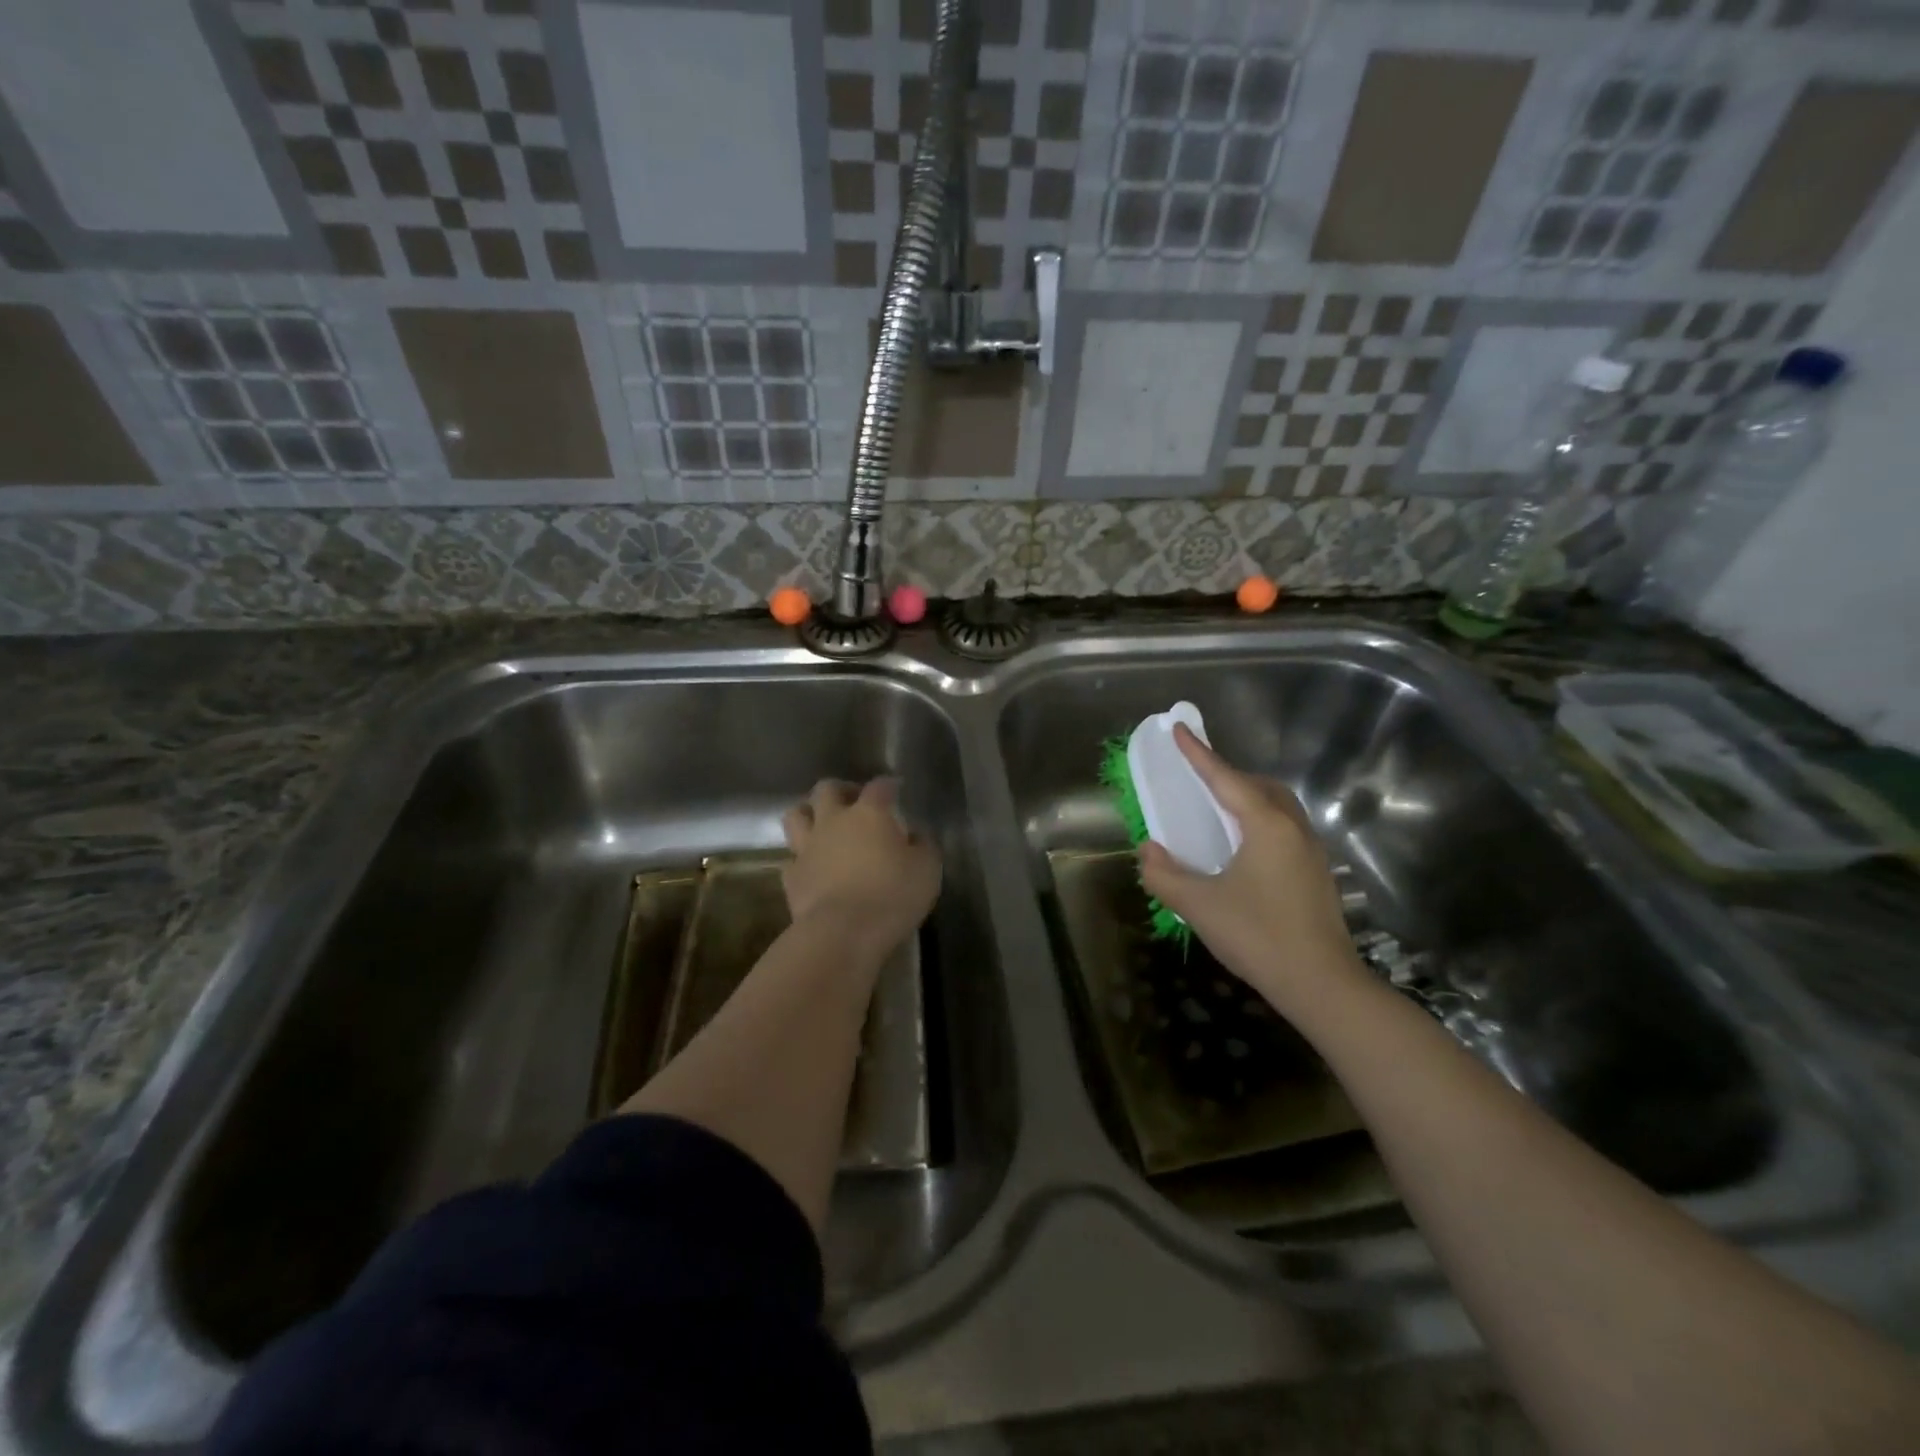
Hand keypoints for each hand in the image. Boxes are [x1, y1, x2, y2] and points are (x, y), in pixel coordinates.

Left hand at [781, 779, 940, 961]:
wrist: (842, 933)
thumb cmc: (891, 896)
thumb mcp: (927, 870)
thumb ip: (923, 846)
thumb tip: (917, 835)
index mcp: (869, 814)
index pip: (879, 787)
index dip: (889, 785)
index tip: (896, 789)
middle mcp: (834, 821)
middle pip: (827, 789)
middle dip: (840, 790)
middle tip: (853, 801)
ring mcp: (807, 847)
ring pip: (796, 815)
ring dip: (808, 814)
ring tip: (821, 824)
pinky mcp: (791, 876)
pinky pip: (791, 858)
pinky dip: (800, 859)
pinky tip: (811, 867)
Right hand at [1138, 725, 1362, 1012]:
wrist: (1322, 985)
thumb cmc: (1258, 936)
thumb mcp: (1198, 905)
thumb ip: (1164, 874)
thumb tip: (1147, 851)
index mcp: (1266, 825)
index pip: (1225, 779)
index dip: (1198, 754)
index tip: (1180, 730)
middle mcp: (1293, 829)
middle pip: (1259, 787)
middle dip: (1227, 776)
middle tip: (1197, 781)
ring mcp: (1311, 851)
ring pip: (1277, 807)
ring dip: (1247, 798)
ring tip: (1218, 812)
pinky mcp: (1316, 874)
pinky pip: (1284, 829)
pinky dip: (1260, 822)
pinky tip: (1243, 849)